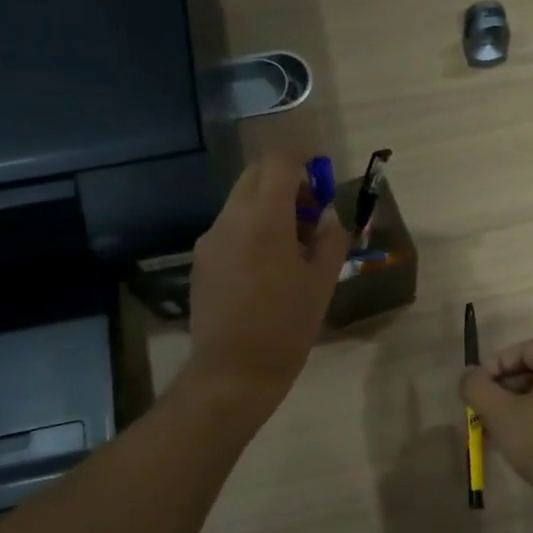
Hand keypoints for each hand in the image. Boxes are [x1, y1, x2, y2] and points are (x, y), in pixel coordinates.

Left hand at [184, 154, 348, 411]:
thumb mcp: (322, 282)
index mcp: (264, 219)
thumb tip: (331, 215)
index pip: (279, 162)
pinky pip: (230, 227)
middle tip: (310, 213)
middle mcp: (231, 218)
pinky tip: (267, 266)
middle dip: (286, 182)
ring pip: (241, 200)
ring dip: (268, 206)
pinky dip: (251, 228)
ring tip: (292, 245)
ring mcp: (211, 239)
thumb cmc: (286, 326)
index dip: (303, 161)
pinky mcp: (201, 260)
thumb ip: (331, 239)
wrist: (233, 371)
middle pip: (256, 175)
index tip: (321, 179)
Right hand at [461, 340, 532, 504]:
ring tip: (500, 425)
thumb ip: (476, 387)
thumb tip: (469, 375)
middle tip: (485, 409)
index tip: (476, 390)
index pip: (522, 350)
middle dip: (506, 386)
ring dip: (520, 401)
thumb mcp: (500, 414)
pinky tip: (525, 436)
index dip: (493, 366)